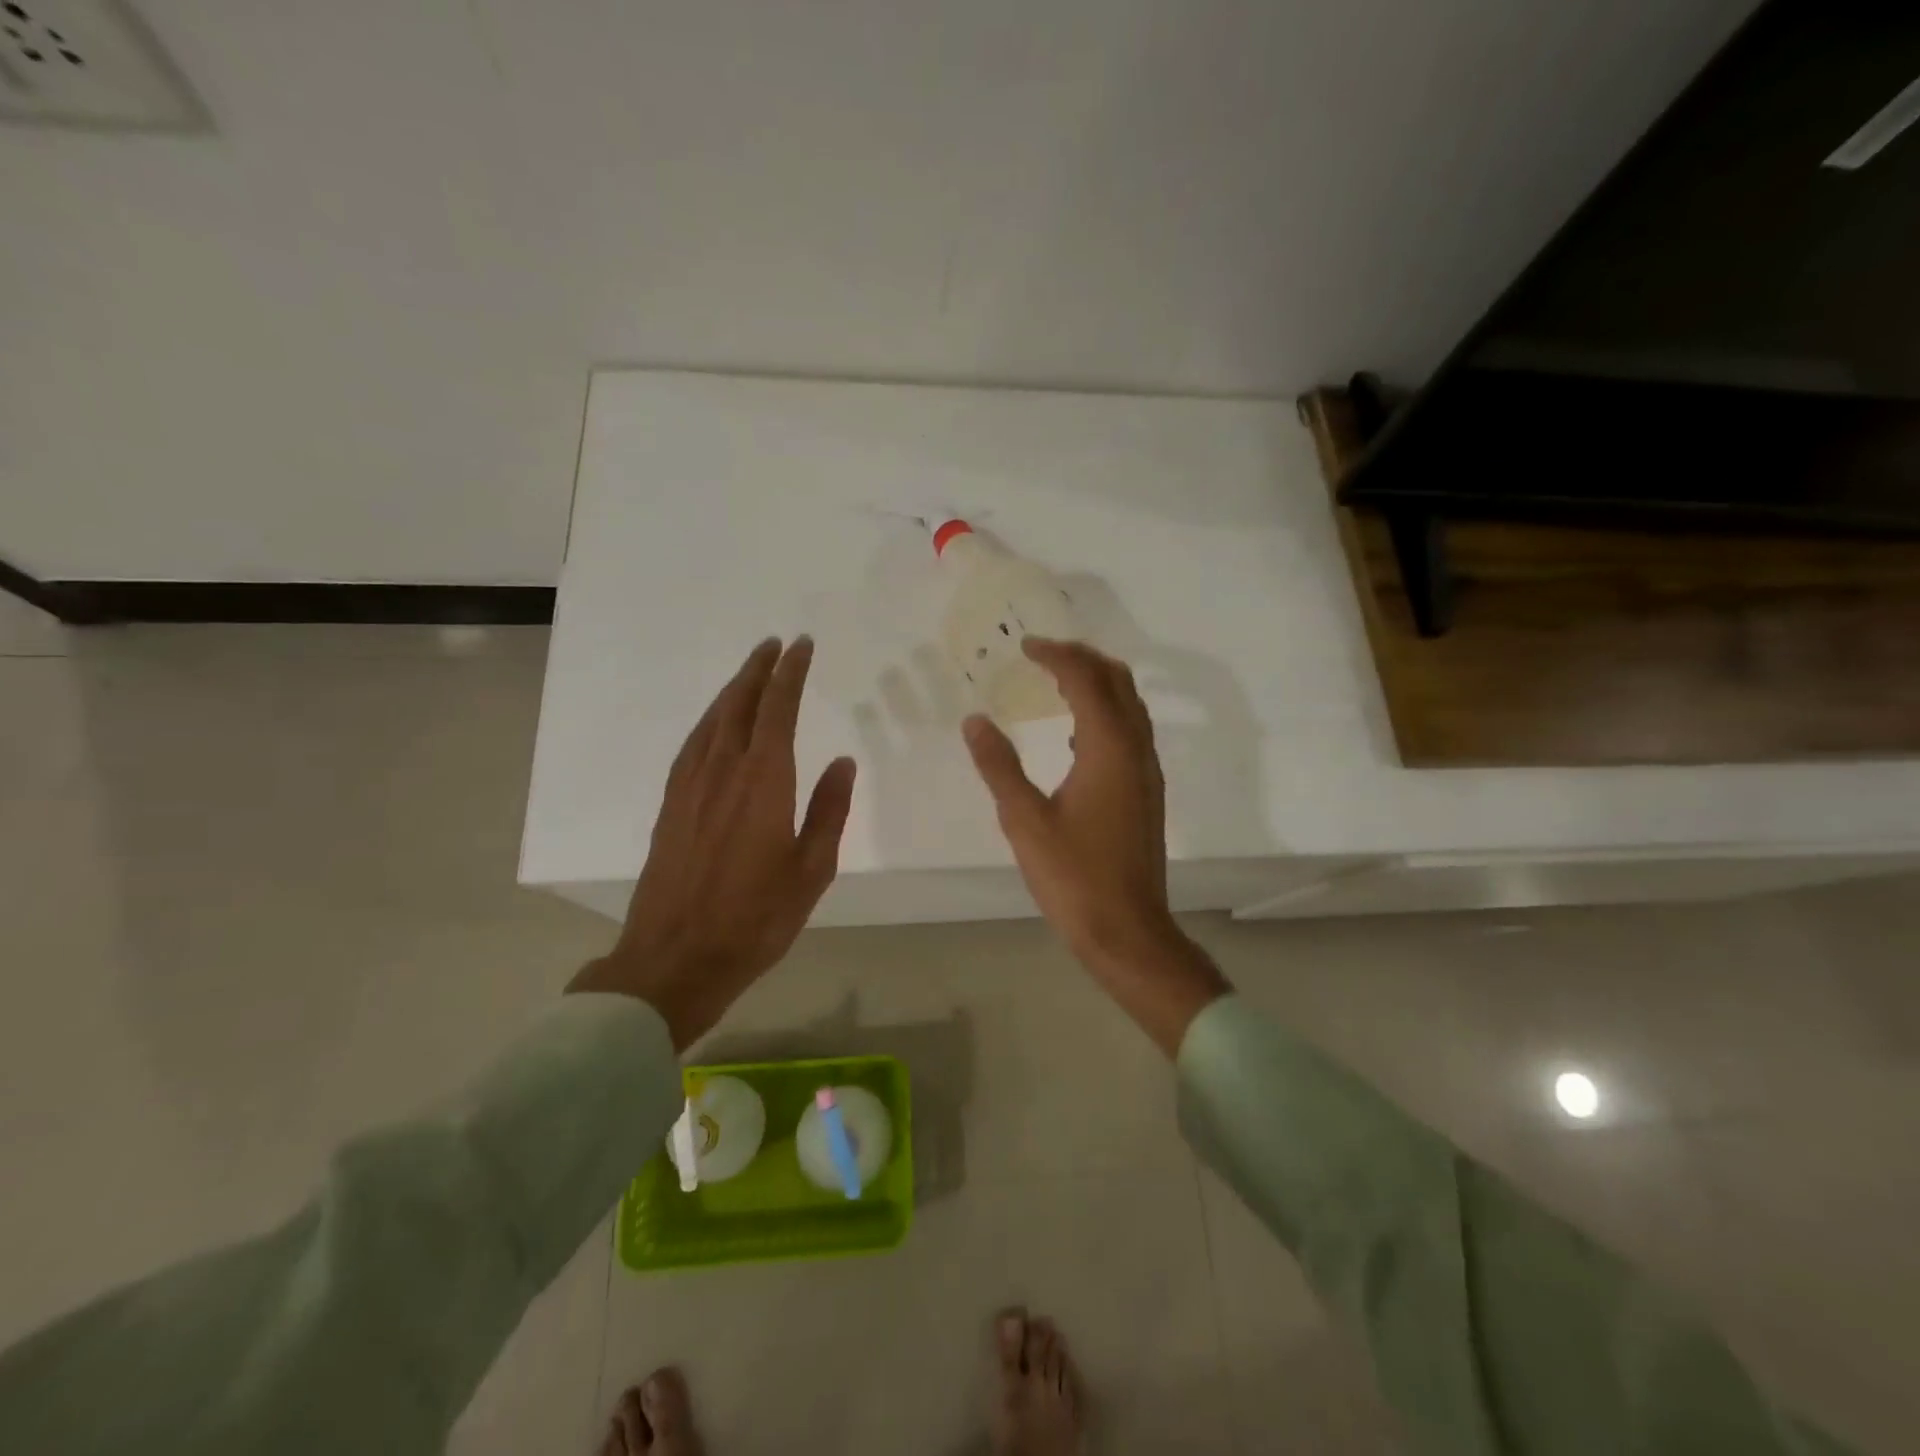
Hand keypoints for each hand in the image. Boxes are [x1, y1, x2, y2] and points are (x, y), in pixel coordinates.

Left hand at [569, 637, 856, 1049]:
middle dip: (758, 670)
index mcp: (764, 782)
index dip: (789, 673)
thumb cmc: (756, 919)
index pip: (778, 709)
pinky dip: (708, 721)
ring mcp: (690, 787)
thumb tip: (842, 761)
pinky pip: (691, 745)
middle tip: (774, 644)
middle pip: (739, 704)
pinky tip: (714, 724)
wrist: (675, 958)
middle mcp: (723, 771)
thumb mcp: (812, 870)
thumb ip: (829, 811)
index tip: (801, 645)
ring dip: (732, 690)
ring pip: (712, 721)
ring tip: (749, 672)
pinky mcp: (670, 805)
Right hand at [963, 638, 1228, 1053]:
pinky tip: (1075, 736)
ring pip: (1130, 707)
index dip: (1056, 656)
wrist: (1127, 929)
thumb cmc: (1073, 876)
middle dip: (1083, 659)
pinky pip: (1130, 733)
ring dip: (1098, 684)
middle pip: (1118, 682)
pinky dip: (1105, 715)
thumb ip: (999, 766)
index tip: (1025, 646)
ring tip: (1058, 682)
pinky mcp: (1147, 793)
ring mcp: (1147, 772)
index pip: (1086, 680)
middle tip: (1044, 654)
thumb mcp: (1025, 820)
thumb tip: (976, 721)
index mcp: (1108, 749)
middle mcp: (1136, 750)